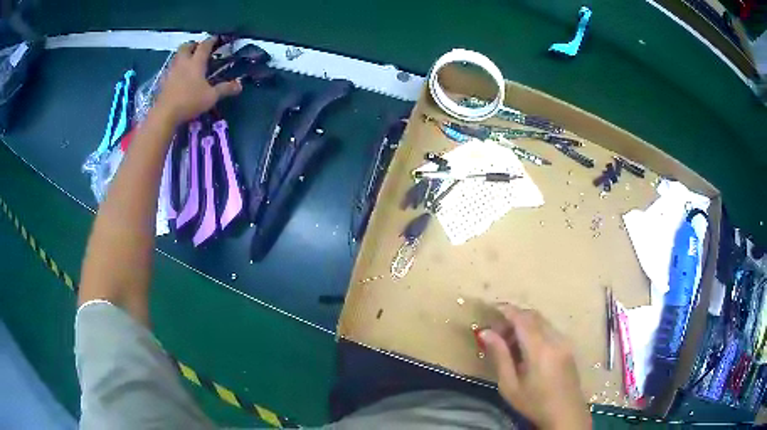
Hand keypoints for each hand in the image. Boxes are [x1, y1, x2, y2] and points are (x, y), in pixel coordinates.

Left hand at [154, 36, 241, 124]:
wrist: (165, 114)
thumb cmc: (190, 102)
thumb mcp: (211, 97)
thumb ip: (225, 89)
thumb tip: (240, 85)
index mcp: (196, 62)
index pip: (205, 45)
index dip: (211, 40)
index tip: (216, 38)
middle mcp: (183, 62)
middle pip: (186, 46)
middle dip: (193, 44)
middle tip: (198, 48)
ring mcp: (171, 71)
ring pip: (176, 56)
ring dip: (183, 54)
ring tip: (188, 60)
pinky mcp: (163, 81)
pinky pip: (170, 68)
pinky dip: (175, 68)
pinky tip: (178, 75)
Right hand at [480, 304, 590, 429]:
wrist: (565, 413)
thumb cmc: (534, 403)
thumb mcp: (510, 385)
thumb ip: (499, 356)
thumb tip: (485, 333)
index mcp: (540, 349)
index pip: (522, 319)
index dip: (507, 310)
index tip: (492, 308)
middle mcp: (555, 339)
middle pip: (533, 316)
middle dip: (514, 318)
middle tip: (497, 333)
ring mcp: (564, 341)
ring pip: (542, 321)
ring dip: (524, 324)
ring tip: (509, 344)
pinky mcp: (568, 346)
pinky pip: (549, 329)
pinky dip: (535, 331)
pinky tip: (526, 350)